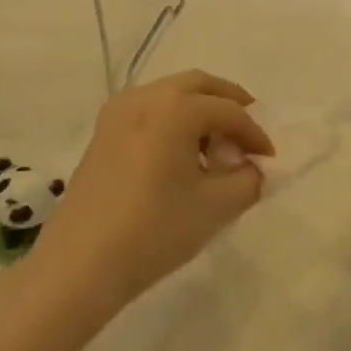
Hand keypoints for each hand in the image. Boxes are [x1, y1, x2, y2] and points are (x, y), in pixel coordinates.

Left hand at [29, 69, 274, 311]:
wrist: (81, 264)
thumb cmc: (155, 230)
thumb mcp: (217, 206)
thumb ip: (248, 180)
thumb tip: (251, 169)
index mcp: (175, 108)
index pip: (229, 112)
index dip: (255, 134)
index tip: (269, 160)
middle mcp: (144, 97)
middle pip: (198, 86)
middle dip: (229, 104)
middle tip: (249, 132)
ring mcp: (117, 113)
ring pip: (170, 95)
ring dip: (200, 111)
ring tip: (216, 147)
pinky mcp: (102, 134)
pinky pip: (149, 111)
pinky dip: (173, 120)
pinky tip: (181, 156)